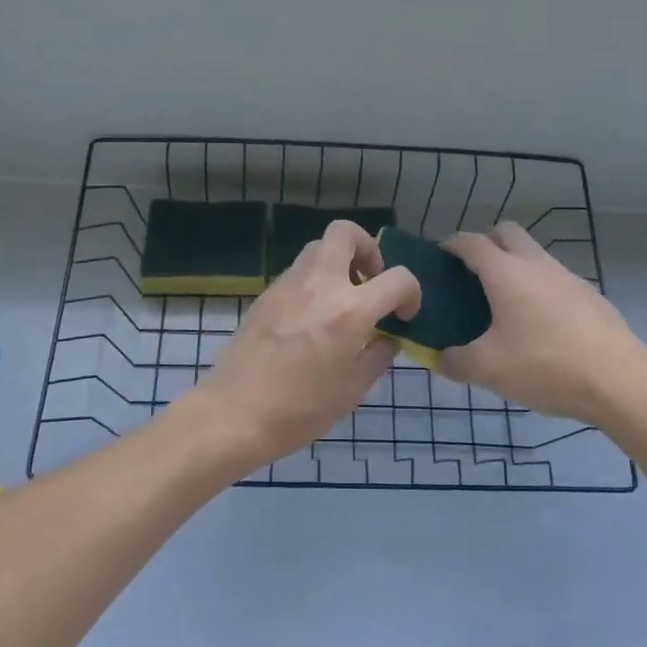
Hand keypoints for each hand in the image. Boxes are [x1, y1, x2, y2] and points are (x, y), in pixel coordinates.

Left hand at [195, 221, 421, 474]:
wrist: (234, 413)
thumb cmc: (299, 410)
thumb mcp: (352, 391)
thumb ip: (377, 356)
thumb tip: (387, 338)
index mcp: (349, 311)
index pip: (398, 278)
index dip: (412, 293)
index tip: (404, 316)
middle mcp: (319, 285)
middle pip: (345, 233)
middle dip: (368, 249)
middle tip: (370, 282)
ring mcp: (288, 285)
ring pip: (318, 247)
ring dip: (339, 263)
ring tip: (343, 300)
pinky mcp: (266, 294)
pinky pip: (298, 271)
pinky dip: (315, 281)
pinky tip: (313, 317)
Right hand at [440, 222, 646, 426]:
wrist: (621, 381)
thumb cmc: (546, 365)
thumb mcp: (489, 370)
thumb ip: (455, 363)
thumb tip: (438, 360)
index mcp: (506, 273)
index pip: (471, 242)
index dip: (451, 244)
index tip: (439, 257)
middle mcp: (537, 265)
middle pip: (507, 233)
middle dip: (486, 244)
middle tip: (471, 275)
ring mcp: (569, 278)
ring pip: (535, 255)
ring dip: (515, 267)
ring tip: (503, 305)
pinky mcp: (591, 297)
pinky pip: (556, 281)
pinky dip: (539, 290)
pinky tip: (539, 327)